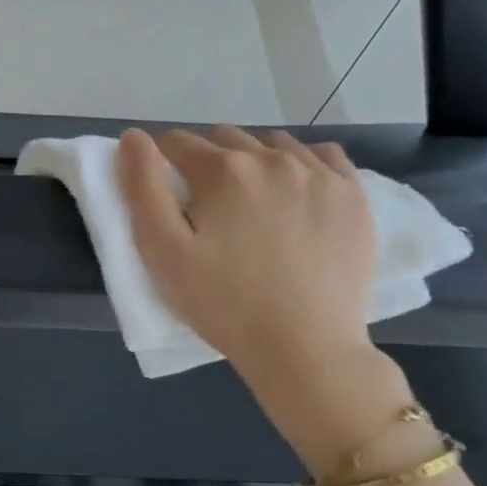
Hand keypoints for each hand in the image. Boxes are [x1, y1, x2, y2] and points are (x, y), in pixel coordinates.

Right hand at [117, 127, 409, 468]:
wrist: (305, 349)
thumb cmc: (223, 304)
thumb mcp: (163, 251)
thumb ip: (142, 187)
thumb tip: (133, 137)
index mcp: (222, 170)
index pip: (176, 143)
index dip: (164, 166)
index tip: (170, 199)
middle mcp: (271, 157)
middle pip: (224, 138)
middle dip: (207, 162)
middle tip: (209, 210)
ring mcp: (319, 173)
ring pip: (272, 144)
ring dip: (253, 161)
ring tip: (252, 206)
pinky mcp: (354, 194)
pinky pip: (322, 155)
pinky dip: (303, 164)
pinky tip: (296, 196)